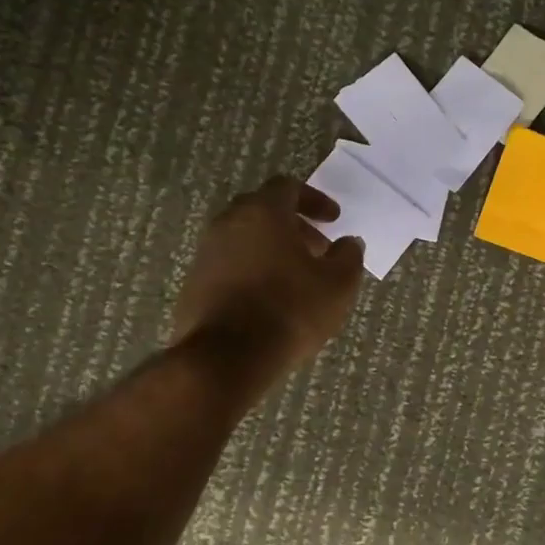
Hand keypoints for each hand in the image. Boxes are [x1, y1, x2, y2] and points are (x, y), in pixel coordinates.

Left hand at [172, 176, 363, 379]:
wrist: (226, 357)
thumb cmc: (290, 310)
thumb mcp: (338, 284)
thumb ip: (348, 256)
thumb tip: (349, 242)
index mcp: (263, 213)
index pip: (288, 187)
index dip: (315, 200)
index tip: (333, 220)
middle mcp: (229, 223)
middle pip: (262, 210)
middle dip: (293, 224)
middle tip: (317, 248)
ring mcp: (207, 253)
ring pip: (244, 237)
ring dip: (271, 248)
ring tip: (296, 277)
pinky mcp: (194, 283)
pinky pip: (229, 264)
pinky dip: (252, 270)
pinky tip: (270, 298)